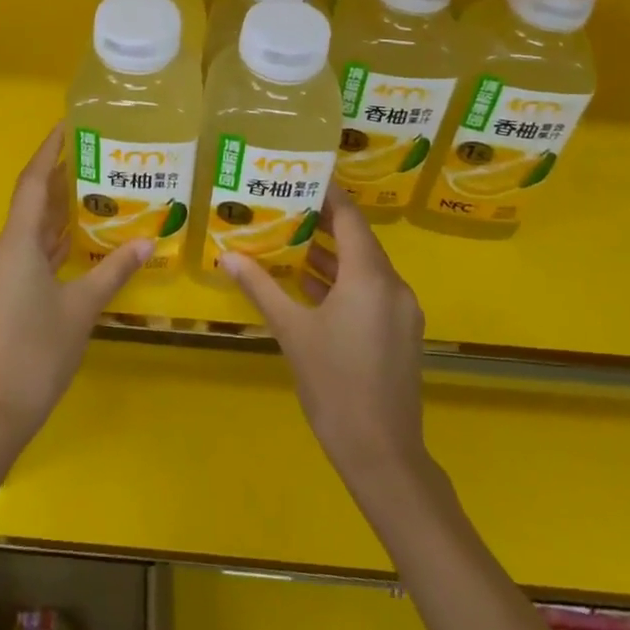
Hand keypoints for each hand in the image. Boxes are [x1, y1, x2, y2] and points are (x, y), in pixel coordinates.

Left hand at [0, 126, 151, 447]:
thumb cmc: (38, 353)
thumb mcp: (82, 308)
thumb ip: (113, 270)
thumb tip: (148, 241)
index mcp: (16, 244)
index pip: (32, 183)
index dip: (48, 151)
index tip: (67, 125)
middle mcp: (2, 249)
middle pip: (31, 202)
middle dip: (59, 178)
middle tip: (95, 155)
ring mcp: (0, 272)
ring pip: (30, 228)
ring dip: (56, 210)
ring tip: (93, 188)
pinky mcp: (3, 291)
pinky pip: (29, 251)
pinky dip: (52, 239)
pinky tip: (77, 237)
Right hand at [221, 188, 428, 481]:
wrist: (382, 454)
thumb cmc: (334, 384)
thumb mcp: (291, 331)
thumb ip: (261, 287)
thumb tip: (227, 255)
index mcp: (370, 277)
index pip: (350, 217)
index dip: (328, 194)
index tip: (302, 175)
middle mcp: (393, 285)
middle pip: (359, 239)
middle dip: (323, 222)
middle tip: (285, 206)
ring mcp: (402, 311)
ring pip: (366, 267)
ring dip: (332, 254)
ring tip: (291, 241)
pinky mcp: (402, 333)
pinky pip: (372, 290)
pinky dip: (345, 281)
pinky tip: (312, 286)